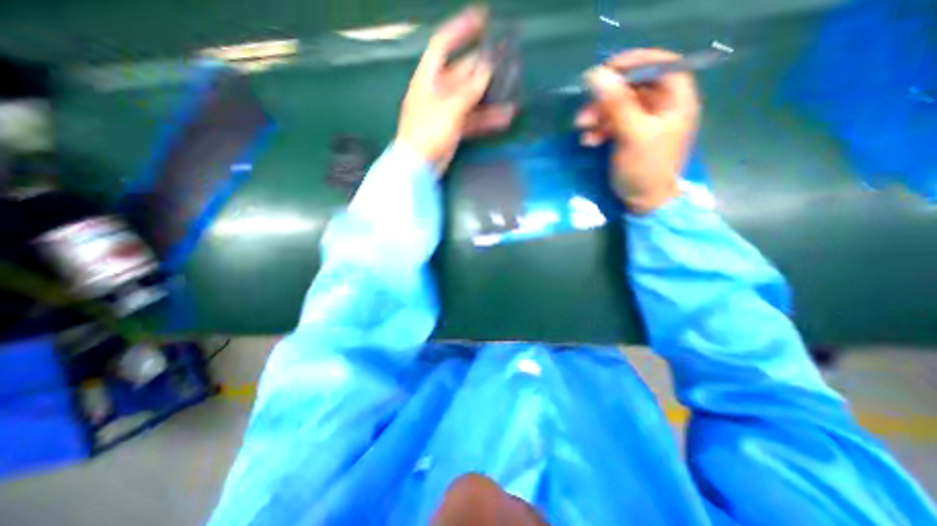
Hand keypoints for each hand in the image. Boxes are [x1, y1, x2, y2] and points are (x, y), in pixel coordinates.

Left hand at [392, 6, 514, 173]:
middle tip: (506, 62)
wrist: (418, 167)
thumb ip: (469, 89)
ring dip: (490, 96)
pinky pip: (473, 119)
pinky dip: (487, 119)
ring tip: (511, 92)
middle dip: (483, 68)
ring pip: (471, 98)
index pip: (443, 44)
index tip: (482, 19)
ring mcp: (446, 111)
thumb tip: (487, 69)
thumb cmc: (427, 133)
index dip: (461, 30)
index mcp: (428, 78)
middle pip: (462, 72)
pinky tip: (504, 118)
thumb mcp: (449, 108)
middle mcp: (437, 91)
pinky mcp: (453, 129)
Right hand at [576, 47, 698, 212]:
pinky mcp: (630, 136)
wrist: (644, 202)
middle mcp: (662, 107)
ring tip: (581, 127)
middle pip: (634, 87)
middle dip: (606, 97)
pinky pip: (613, 123)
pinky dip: (599, 129)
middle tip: (585, 108)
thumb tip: (596, 75)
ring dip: (598, 115)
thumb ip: (616, 105)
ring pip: (619, 106)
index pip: (659, 65)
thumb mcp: (632, 135)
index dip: (633, 63)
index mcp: (676, 100)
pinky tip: (588, 141)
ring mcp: (645, 122)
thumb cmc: (645, 169)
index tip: (605, 71)